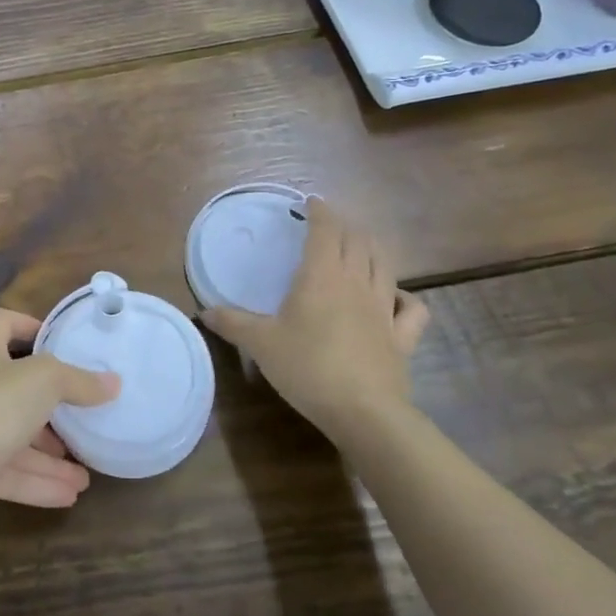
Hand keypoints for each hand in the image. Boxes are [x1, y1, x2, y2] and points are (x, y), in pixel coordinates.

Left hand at [0, 308, 120, 524]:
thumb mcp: (45, 381)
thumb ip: (79, 381)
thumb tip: (113, 383)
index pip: (1, 324)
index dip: (27, 324)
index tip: (58, 341)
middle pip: (15, 390)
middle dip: (50, 407)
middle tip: (81, 417)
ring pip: (17, 439)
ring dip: (51, 456)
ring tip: (86, 473)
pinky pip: (13, 474)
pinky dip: (41, 483)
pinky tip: (71, 495)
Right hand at [202, 197, 428, 441]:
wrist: (364, 412)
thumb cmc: (307, 367)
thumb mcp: (261, 344)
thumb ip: (232, 323)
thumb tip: (203, 312)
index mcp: (321, 276)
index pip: (325, 230)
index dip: (320, 212)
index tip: (311, 202)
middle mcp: (356, 283)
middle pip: (358, 241)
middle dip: (345, 226)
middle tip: (330, 225)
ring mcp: (384, 309)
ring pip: (385, 265)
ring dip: (373, 249)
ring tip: (361, 247)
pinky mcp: (402, 337)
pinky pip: (412, 309)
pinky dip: (405, 297)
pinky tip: (396, 298)